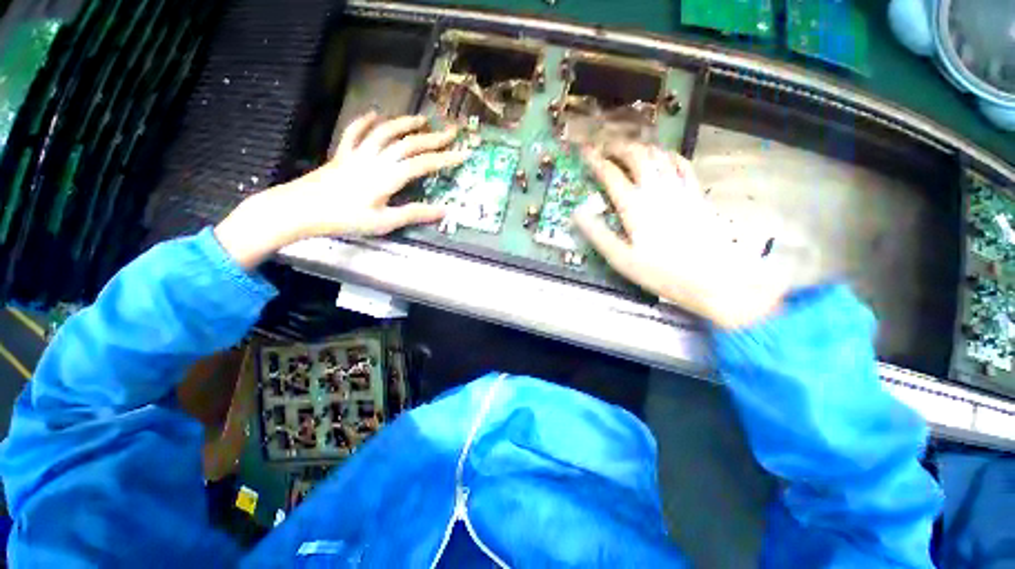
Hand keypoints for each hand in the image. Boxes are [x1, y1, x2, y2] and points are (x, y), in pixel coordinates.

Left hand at [215, 112, 467, 267]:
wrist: (302, 209)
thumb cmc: (346, 219)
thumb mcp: (385, 222)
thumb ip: (415, 214)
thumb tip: (444, 211)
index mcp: (388, 177)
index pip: (423, 164)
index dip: (445, 158)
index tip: (463, 154)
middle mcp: (376, 159)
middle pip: (408, 143)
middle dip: (433, 137)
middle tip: (451, 131)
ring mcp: (358, 153)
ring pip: (385, 132)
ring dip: (405, 124)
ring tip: (421, 120)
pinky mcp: (343, 154)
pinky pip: (355, 132)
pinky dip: (366, 121)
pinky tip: (375, 113)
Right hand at [574, 143, 787, 328]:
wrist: (711, 277)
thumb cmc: (661, 272)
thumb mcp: (621, 259)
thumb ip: (597, 234)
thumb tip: (577, 213)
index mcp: (634, 205)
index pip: (610, 174)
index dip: (594, 160)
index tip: (584, 152)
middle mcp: (655, 189)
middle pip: (635, 155)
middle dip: (617, 147)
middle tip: (604, 146)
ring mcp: (679, 188)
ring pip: (658, 155)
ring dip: (640, 147)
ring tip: (628, 148)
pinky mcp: (695, 193)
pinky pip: (682, 163)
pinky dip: (668, 155)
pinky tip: (662, 156)